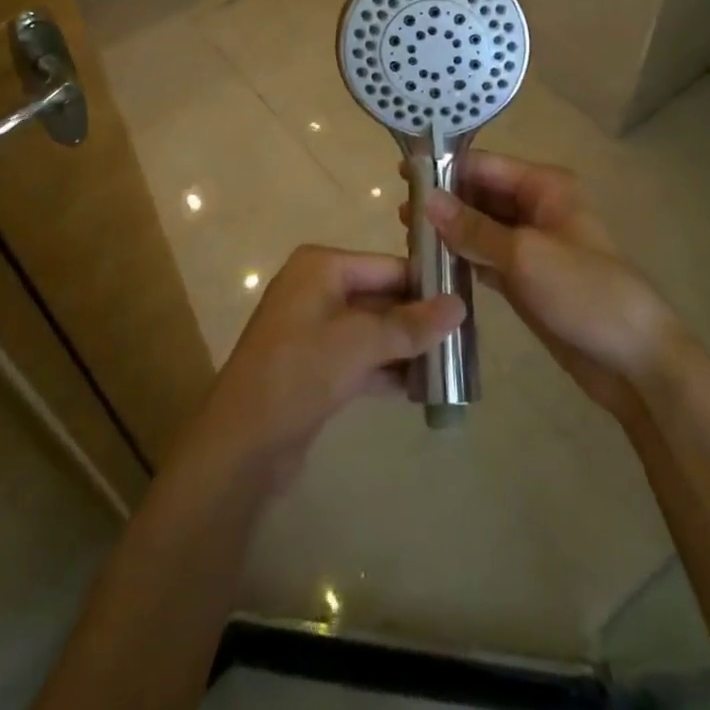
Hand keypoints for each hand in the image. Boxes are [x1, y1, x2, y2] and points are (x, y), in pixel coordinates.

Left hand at [180, 245, 464, 492]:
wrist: (242, 443)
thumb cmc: (300, 372)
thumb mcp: (360, 343)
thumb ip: (410, 325)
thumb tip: (460, 306)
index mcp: (321, 267)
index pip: (387, 266)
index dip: (426, 285)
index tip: (468, 304)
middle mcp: (317, 289)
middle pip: (382, 297)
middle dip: (419, 321)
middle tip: (465, 341)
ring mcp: (314, 329)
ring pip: (374, 331)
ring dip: (407, 349)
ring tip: (452, 368)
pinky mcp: (316, 366)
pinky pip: (361, 358)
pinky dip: (388, 370)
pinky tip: (422, 391)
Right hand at [408, 152, 693, 424]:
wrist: (634, 361)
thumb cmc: (584, 293)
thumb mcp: (525, 255)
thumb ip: (474, 228)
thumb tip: (428, 199)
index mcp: (545, 187)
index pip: (486, 167)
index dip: (446, 169)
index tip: (403, 175)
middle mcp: (537, 208)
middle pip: (481, 195)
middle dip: (444, 202)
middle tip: (400, 214)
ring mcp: (532, 245)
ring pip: (481, 228)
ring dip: (450, 232)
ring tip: (407, 237)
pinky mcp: (526, 278)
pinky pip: (486, 258)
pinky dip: (462, 259)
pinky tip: (432, 264)